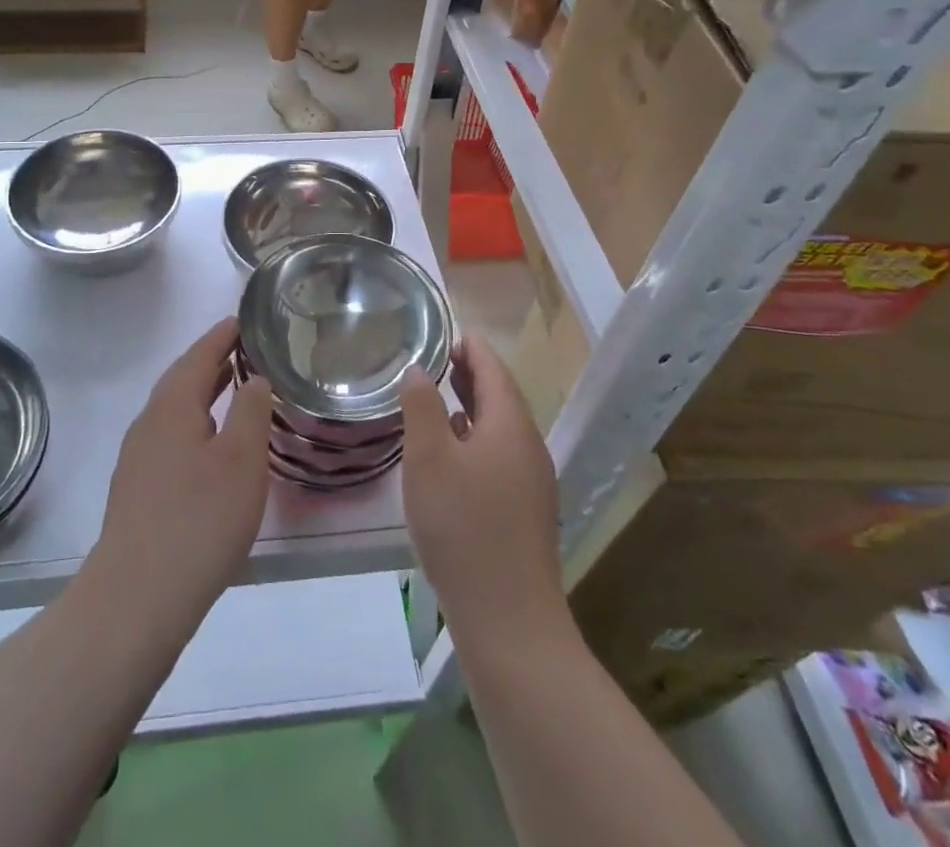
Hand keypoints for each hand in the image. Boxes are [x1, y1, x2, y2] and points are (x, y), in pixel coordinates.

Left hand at [92, 317, 274, 630]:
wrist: (136, 597)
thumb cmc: (199, 520)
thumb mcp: (241, 461)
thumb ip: (251, 412)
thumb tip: (254, 378)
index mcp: (173, 406)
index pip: (199, 355)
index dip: (222, 335)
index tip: (244, 319)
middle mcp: (149, 423)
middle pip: (182, 378)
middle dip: (212, 360)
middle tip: (246, 349)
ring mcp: (138, 457)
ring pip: (175, 409)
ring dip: (203, 392)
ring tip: (234, 388)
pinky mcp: (138, 488)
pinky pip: (170, 435)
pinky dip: (195, 422)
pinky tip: (212, 444)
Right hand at [400, 335, 564, 639]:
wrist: (509, 619)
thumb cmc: (463, 527)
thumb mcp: (428, 458)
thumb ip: (421, 406)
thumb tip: (418, 369)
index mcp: (511, 424)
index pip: (493, 369)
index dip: (471, 346)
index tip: (445, 331)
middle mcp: (528, 446)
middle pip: (500, 396)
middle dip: (470, 373)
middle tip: (435, 357)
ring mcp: (531, 481)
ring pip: (500, 427)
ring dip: (471, 406)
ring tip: (437, 396)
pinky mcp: (525, 510)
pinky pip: (500, 455)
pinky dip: (476, 437)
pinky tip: (452, 452)